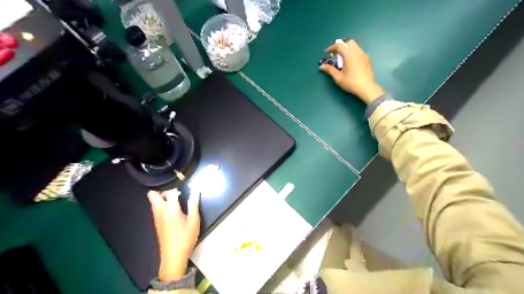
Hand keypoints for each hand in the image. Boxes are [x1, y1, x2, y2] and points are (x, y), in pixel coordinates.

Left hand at [147, 189, 201, 281]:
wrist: (173, 256)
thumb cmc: (185, 238)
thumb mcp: (194, 220)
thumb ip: (194, 203)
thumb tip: (195, 190)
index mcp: (170, 209)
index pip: (170, 191)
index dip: (177, 187)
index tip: (185, 187)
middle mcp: (160, 211)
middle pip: (153, 195)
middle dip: (163, 190)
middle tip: (175, 192)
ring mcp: (156, 217)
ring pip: (153, 202)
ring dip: (162, 197)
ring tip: (176, 200)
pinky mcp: (157, 223)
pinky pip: (155, 208)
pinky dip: (162, 205)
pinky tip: (174, 210)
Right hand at [319, 38, 383, 102]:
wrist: (366, 88)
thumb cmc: (351, 83)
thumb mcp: (338, 77)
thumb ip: (330, 70)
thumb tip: (321, 66)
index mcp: (349, 55)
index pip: (339, 45)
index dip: (331, 48)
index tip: (326, 53)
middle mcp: (357, 52)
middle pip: (349, 42)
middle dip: (341, 46)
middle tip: (335, 54)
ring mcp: (364, 55)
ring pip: (355, 46)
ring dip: (347, 49)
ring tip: (342, 59)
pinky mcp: (367, 59)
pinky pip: (359, 52)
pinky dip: (353, 53)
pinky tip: (350, 63)